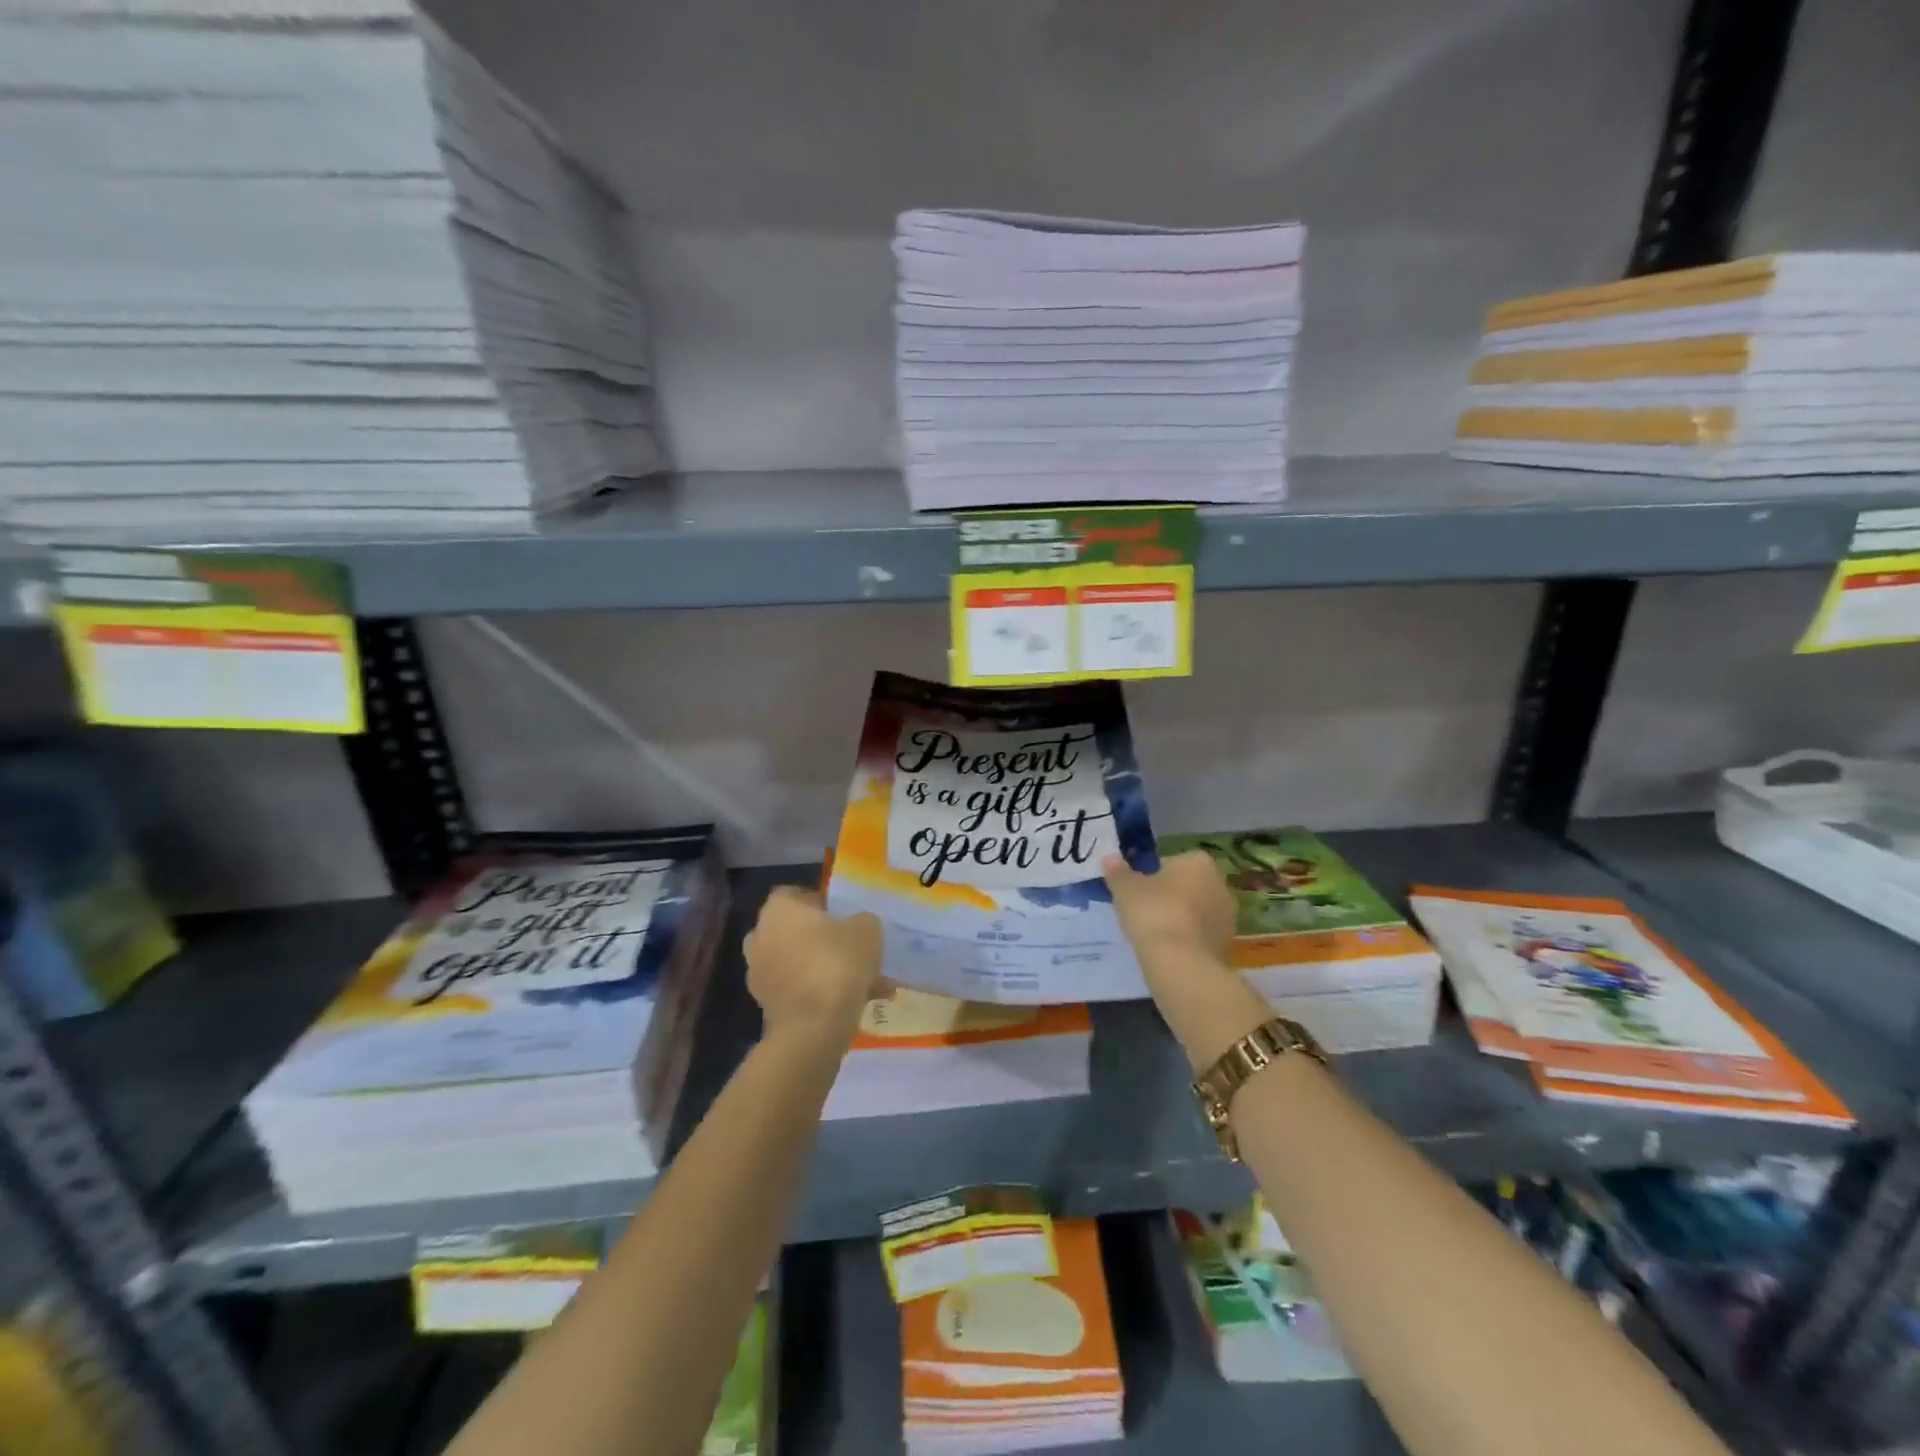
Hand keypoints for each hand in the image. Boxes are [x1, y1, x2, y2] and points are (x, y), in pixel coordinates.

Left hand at [742, 887, 882, 1045]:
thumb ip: (862, 921)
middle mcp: (761, 937)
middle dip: (826, 939)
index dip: (823, 902)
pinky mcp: (768, 1006)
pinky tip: (860, 1002)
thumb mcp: (866, 929)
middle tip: (857, 948)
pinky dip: (825, 993)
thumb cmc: (836, 962)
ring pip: (803, 964)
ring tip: (870, 982)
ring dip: (830, 969)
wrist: (813, 1027)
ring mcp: (761, 974)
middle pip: (798, 931)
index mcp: (778, 909)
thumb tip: (857, 926)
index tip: (847, 915)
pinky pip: (802, 990)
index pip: (796, 894)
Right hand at [1103, 851, 1235, 961]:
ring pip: (1195, 910)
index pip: (1171, 861)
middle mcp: (1220, 884)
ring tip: (1154, 933)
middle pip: (1187, 885)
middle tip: (1143, 911)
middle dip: (1169, 895)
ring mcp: (1227, 916)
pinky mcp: (1227, 944)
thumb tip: (1110, 858)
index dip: (1152, 875)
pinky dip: (1187, 939)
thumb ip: (1118, 872)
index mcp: (1199, 862)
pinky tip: (1168, 950)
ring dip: (1179, 918)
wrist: (1181, 963)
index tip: (1137, 891)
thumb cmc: (1153, 913)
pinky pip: (1200, 934)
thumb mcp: (1125, 889)